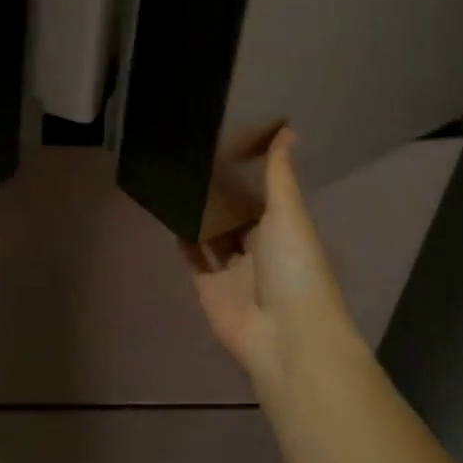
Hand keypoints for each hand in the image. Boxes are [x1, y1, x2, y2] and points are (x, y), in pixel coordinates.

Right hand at [189, 128, 358, 389]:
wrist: (284, 334)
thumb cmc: (294, 267)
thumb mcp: (289, 214)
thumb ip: (280, 174)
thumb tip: (288, 128)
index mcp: (284, 229)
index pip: (264, 196)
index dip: (249, 173)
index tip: (227, 141)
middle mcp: (259, 248)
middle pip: (236, 215)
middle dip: (220, 193)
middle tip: (192, 157)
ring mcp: (233, 270)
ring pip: (213, 236)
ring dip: (199, 215)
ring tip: (175, 180)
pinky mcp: (209, 288)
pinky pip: (194, 259)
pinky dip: (183, 241)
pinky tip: (168, 214)